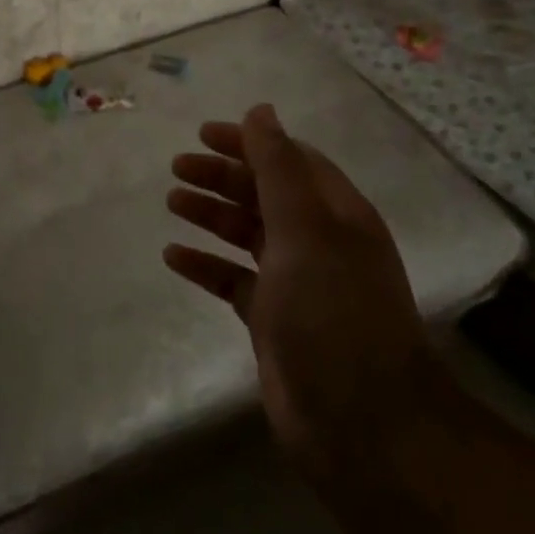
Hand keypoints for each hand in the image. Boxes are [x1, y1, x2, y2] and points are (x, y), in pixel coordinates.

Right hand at [163, 103, 438, 481]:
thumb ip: (278, 167)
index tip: (204, 134)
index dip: (250, 143)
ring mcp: (296, 283)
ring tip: (172, 202)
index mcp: (336, 214)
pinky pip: (233, 280)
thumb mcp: (305, 227)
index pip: (290, 162)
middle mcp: (318, 242)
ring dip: (212, 214)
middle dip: (222, 177)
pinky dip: (205, 265)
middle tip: (178, 168)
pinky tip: (174, 257)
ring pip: (247, 234)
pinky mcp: (273, 320)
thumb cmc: (333, 310)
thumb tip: (260, 111)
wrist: (362, 422)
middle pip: (264, 194)